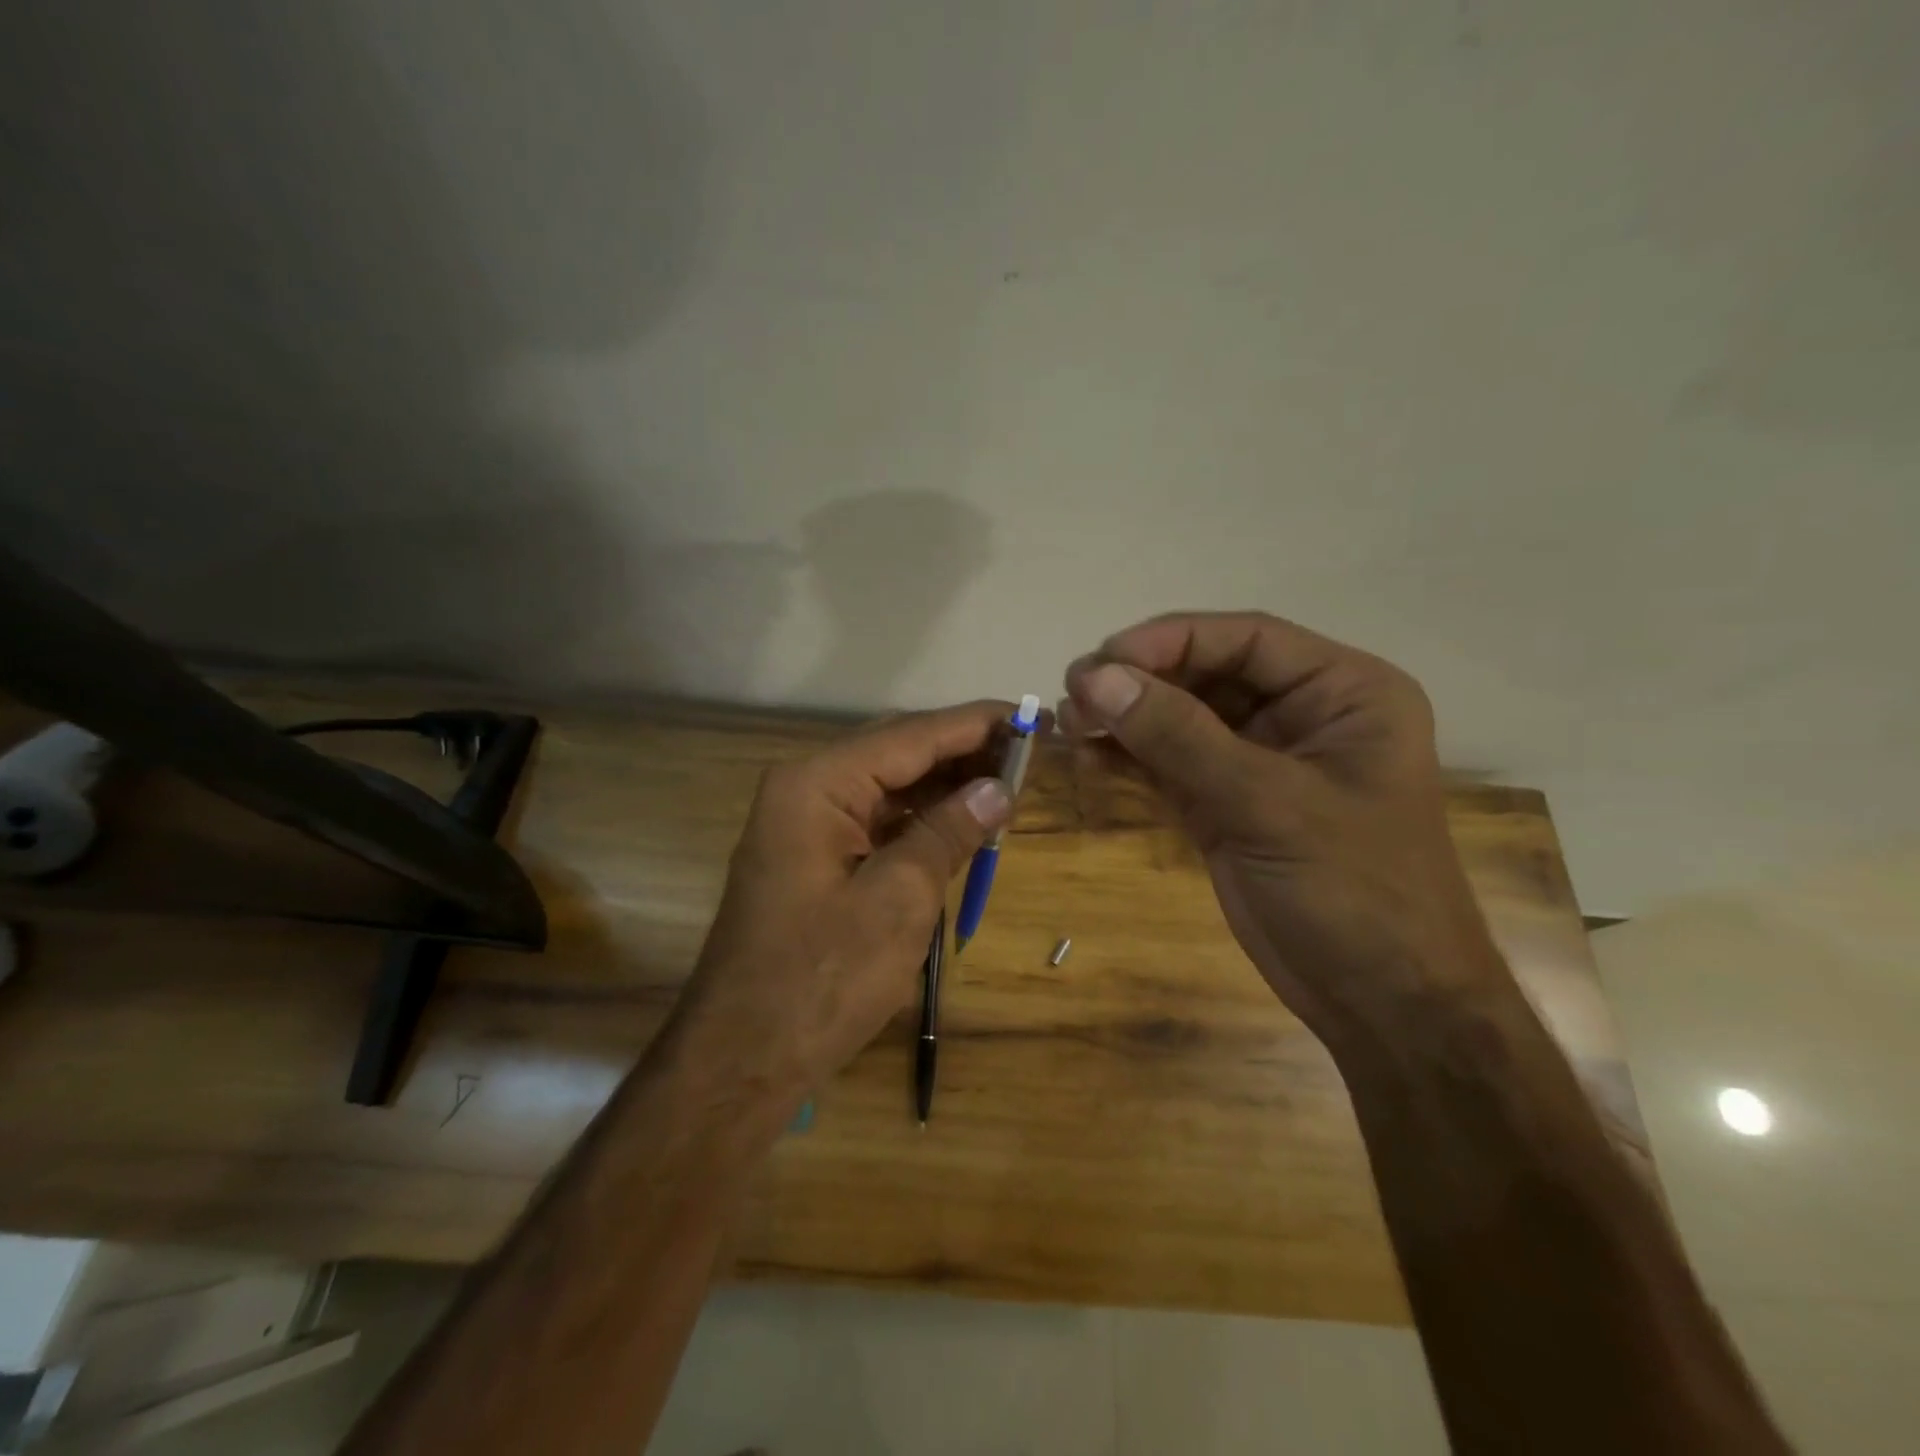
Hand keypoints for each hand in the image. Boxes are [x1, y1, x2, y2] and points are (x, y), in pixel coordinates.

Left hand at [667, 703, 1013, 1122]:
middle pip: (898, 752)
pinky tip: (964, 821)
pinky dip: (923, 820)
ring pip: (890, 786)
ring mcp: (809, 824)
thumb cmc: (822, 978)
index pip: (911, 735)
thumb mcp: (899, 899)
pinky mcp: (817, 857)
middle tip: (1029, 752)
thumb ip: (948, 833)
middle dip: (964, 751)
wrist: (744, 1057)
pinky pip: (879, 821)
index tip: (1032, 715)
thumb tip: (998, 788)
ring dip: (947, 785)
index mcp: (818, 784)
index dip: (976, 724)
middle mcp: (808, 789)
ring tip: (1009, 783)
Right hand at [1060, 612, 1507, 1045]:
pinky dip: (1129, 758)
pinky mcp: (1227, 804)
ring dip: (1126, 717)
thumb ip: (1180, 738)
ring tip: (1070, 724)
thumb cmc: (1354, 892)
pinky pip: (1170, 764)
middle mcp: (1302, 715)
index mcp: (1343, 693)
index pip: (1247, 639)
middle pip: (1207, 673)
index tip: (1104, 659)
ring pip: (1181, 718)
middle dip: (1140, 681)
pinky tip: (1088, 757)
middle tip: (1073, 694)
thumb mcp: (1268, 805)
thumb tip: (1097, 678)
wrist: (1383, 1006)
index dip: (1171, 640)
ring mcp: (1260, 762)